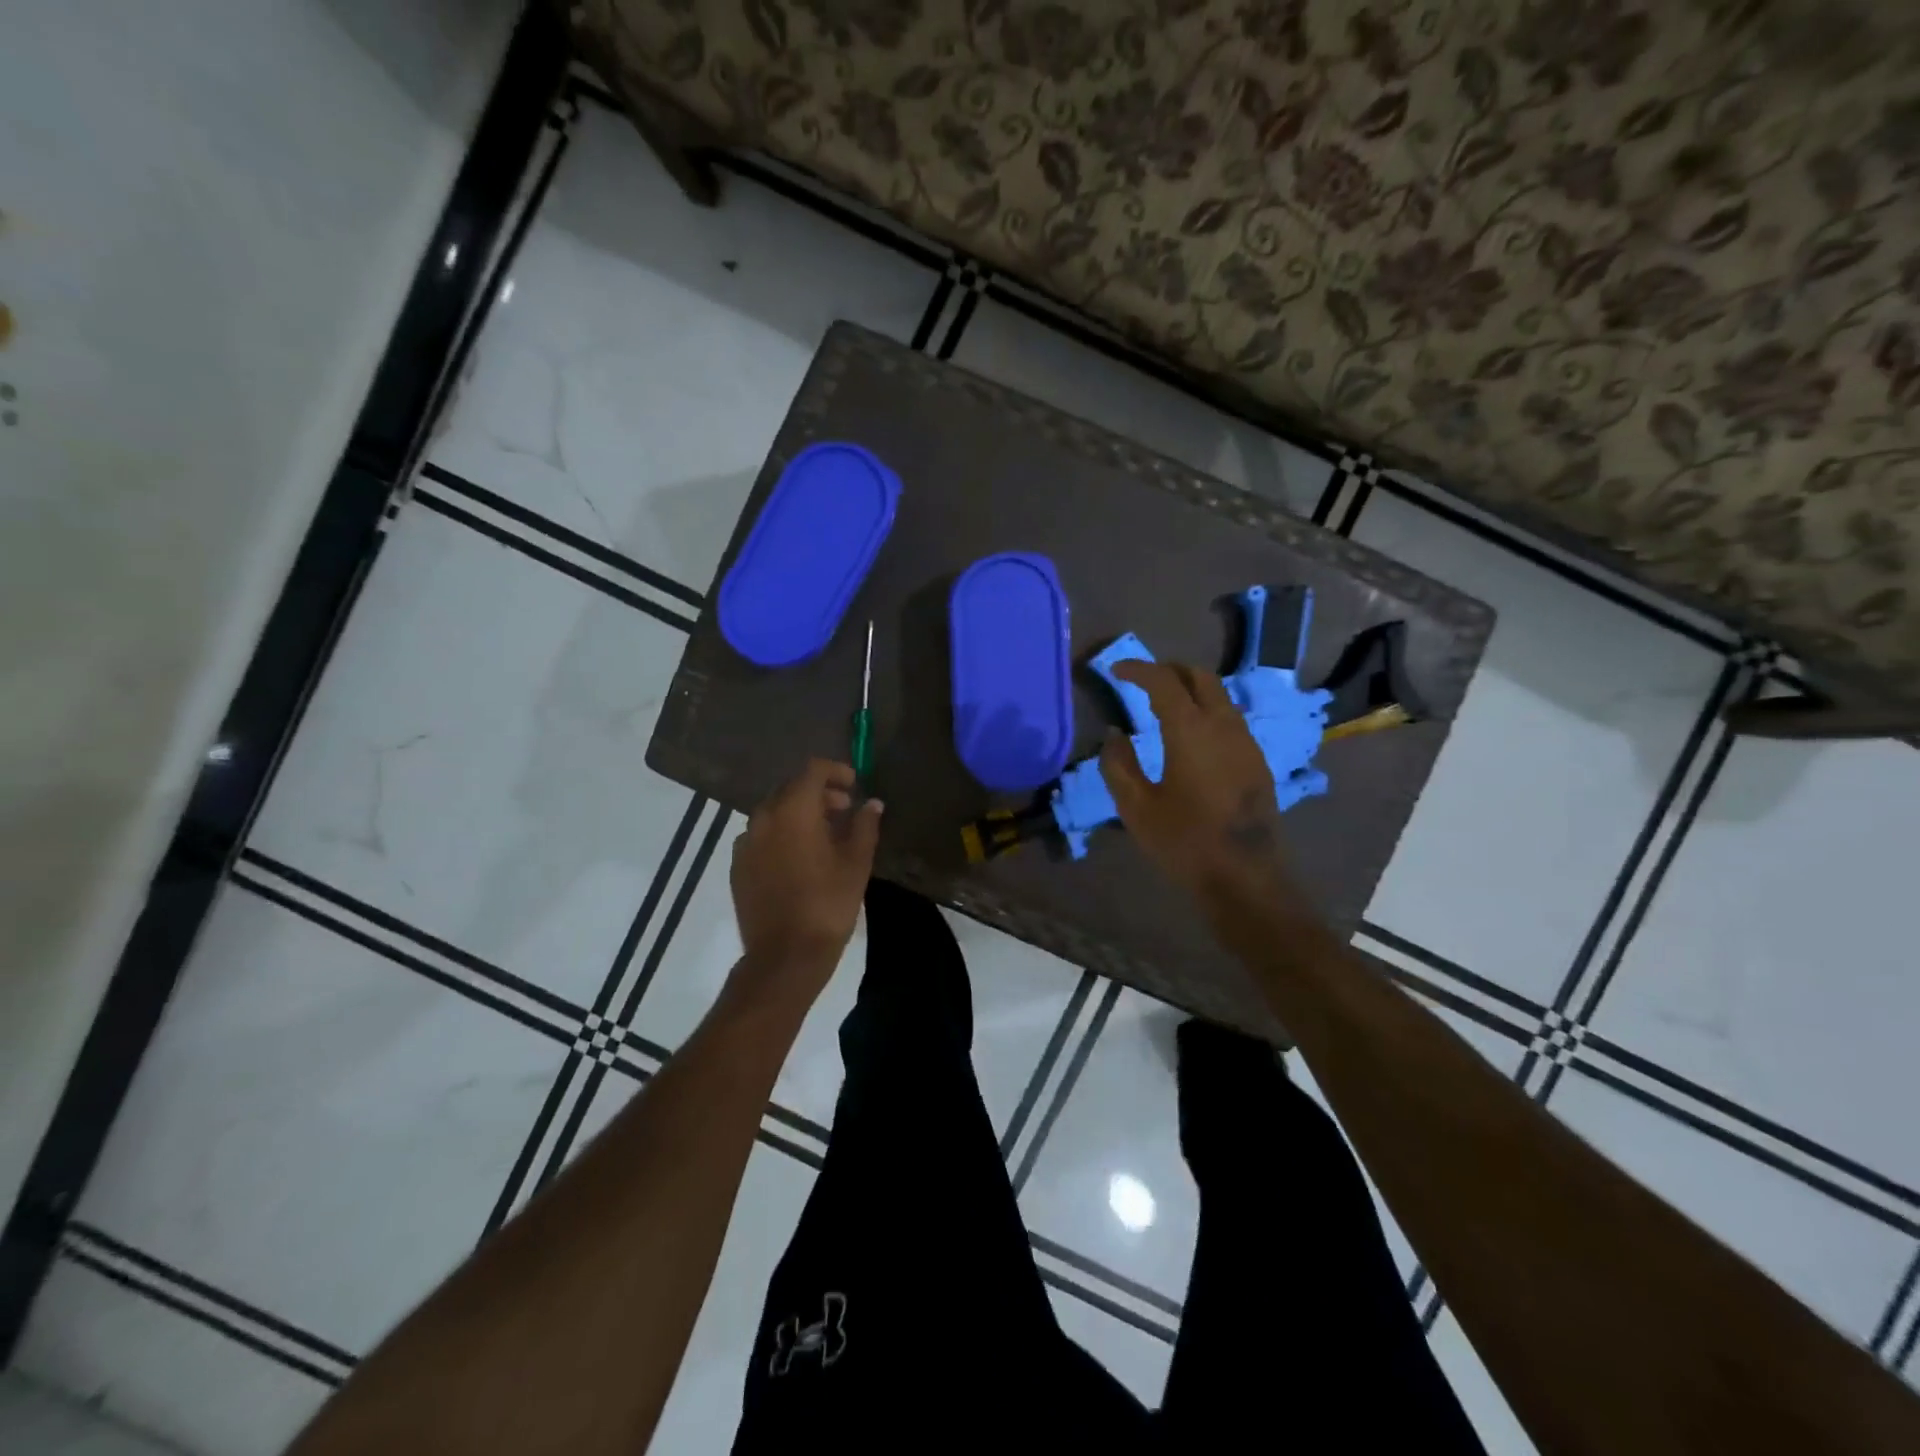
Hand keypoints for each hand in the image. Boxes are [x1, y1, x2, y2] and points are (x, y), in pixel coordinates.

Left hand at [730, 760, 882, 989]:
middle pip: (791, 788)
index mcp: (793, 810)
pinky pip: (761, 837)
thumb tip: (872, 804)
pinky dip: (781, 835)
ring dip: (799, 814)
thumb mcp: (856, 863)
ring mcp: (745, 843)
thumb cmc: (828, 903)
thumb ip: (865, 825)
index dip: (836, 771)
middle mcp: (763, 818)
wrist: (785, 956)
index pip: (813, 770)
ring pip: (774, 813)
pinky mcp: (737, 867)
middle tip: (844, 810)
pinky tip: (799, 858)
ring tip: (824, 836)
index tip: (854, 786)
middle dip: (819, 793)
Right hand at [1098, 661, 1290, 901]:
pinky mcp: (1257, 762)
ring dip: (1191, 690)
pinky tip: (1191, 736)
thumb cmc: (1183, 842)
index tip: (1116, 671)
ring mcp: (1246, 742)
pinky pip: (1230, 719)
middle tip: (1143, 681)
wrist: (1244, 878)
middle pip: (1201, 677)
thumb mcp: (1136, 807)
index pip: (1164, 681)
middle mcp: (1224, 726)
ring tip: (1164, 705)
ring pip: (1220, 697)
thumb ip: (1119, 764)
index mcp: (1191, 731)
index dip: (1138, 669)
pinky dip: (1207, 711)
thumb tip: (1115, 735)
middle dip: (1170, 670)